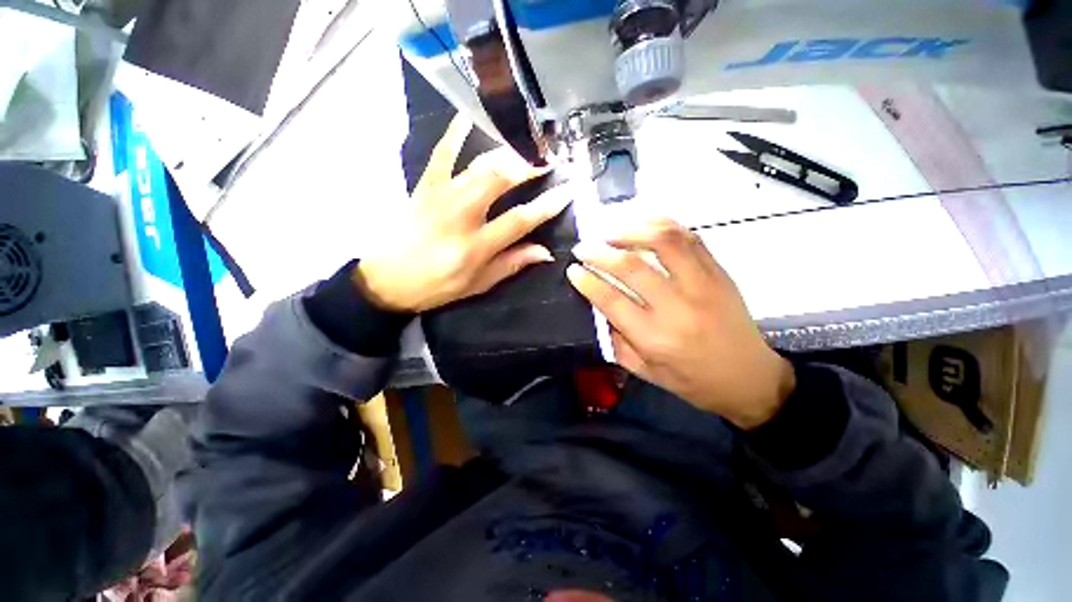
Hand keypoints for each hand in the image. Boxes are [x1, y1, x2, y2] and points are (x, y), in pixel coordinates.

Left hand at [355, 117, 570, 311]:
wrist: (388, 279)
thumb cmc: (437, 286)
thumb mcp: (479, 284)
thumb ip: (512, 264)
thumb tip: (544, 251)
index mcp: (474, 247)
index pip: (518, 220)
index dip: (546, 206)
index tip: (566, 192)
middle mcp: (459, 216)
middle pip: (498, 180)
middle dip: (527, 166)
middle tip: (546, 160)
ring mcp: (439, 196)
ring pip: (478, 165)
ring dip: (506, 153)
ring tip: (525, 146)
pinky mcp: (424, 185)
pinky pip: (441, 152)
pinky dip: (456, 131)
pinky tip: (471, 114)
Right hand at [566, 218, 794, 428]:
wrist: (748, 378)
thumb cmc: (690, 380)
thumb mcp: (644, 370)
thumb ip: (616, 338)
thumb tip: (597, 305)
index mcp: (656, 338)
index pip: (611, 300)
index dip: (587, 280)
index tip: (573, 269)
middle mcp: (679, 307)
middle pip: (631, 267)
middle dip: (598, 252)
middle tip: (582, 248)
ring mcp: (703, 284)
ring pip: (664, 241)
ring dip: (630, 231)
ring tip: (609, 233)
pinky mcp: (719, 272)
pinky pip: (689, 236)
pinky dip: (661, 224)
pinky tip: (642, 226)